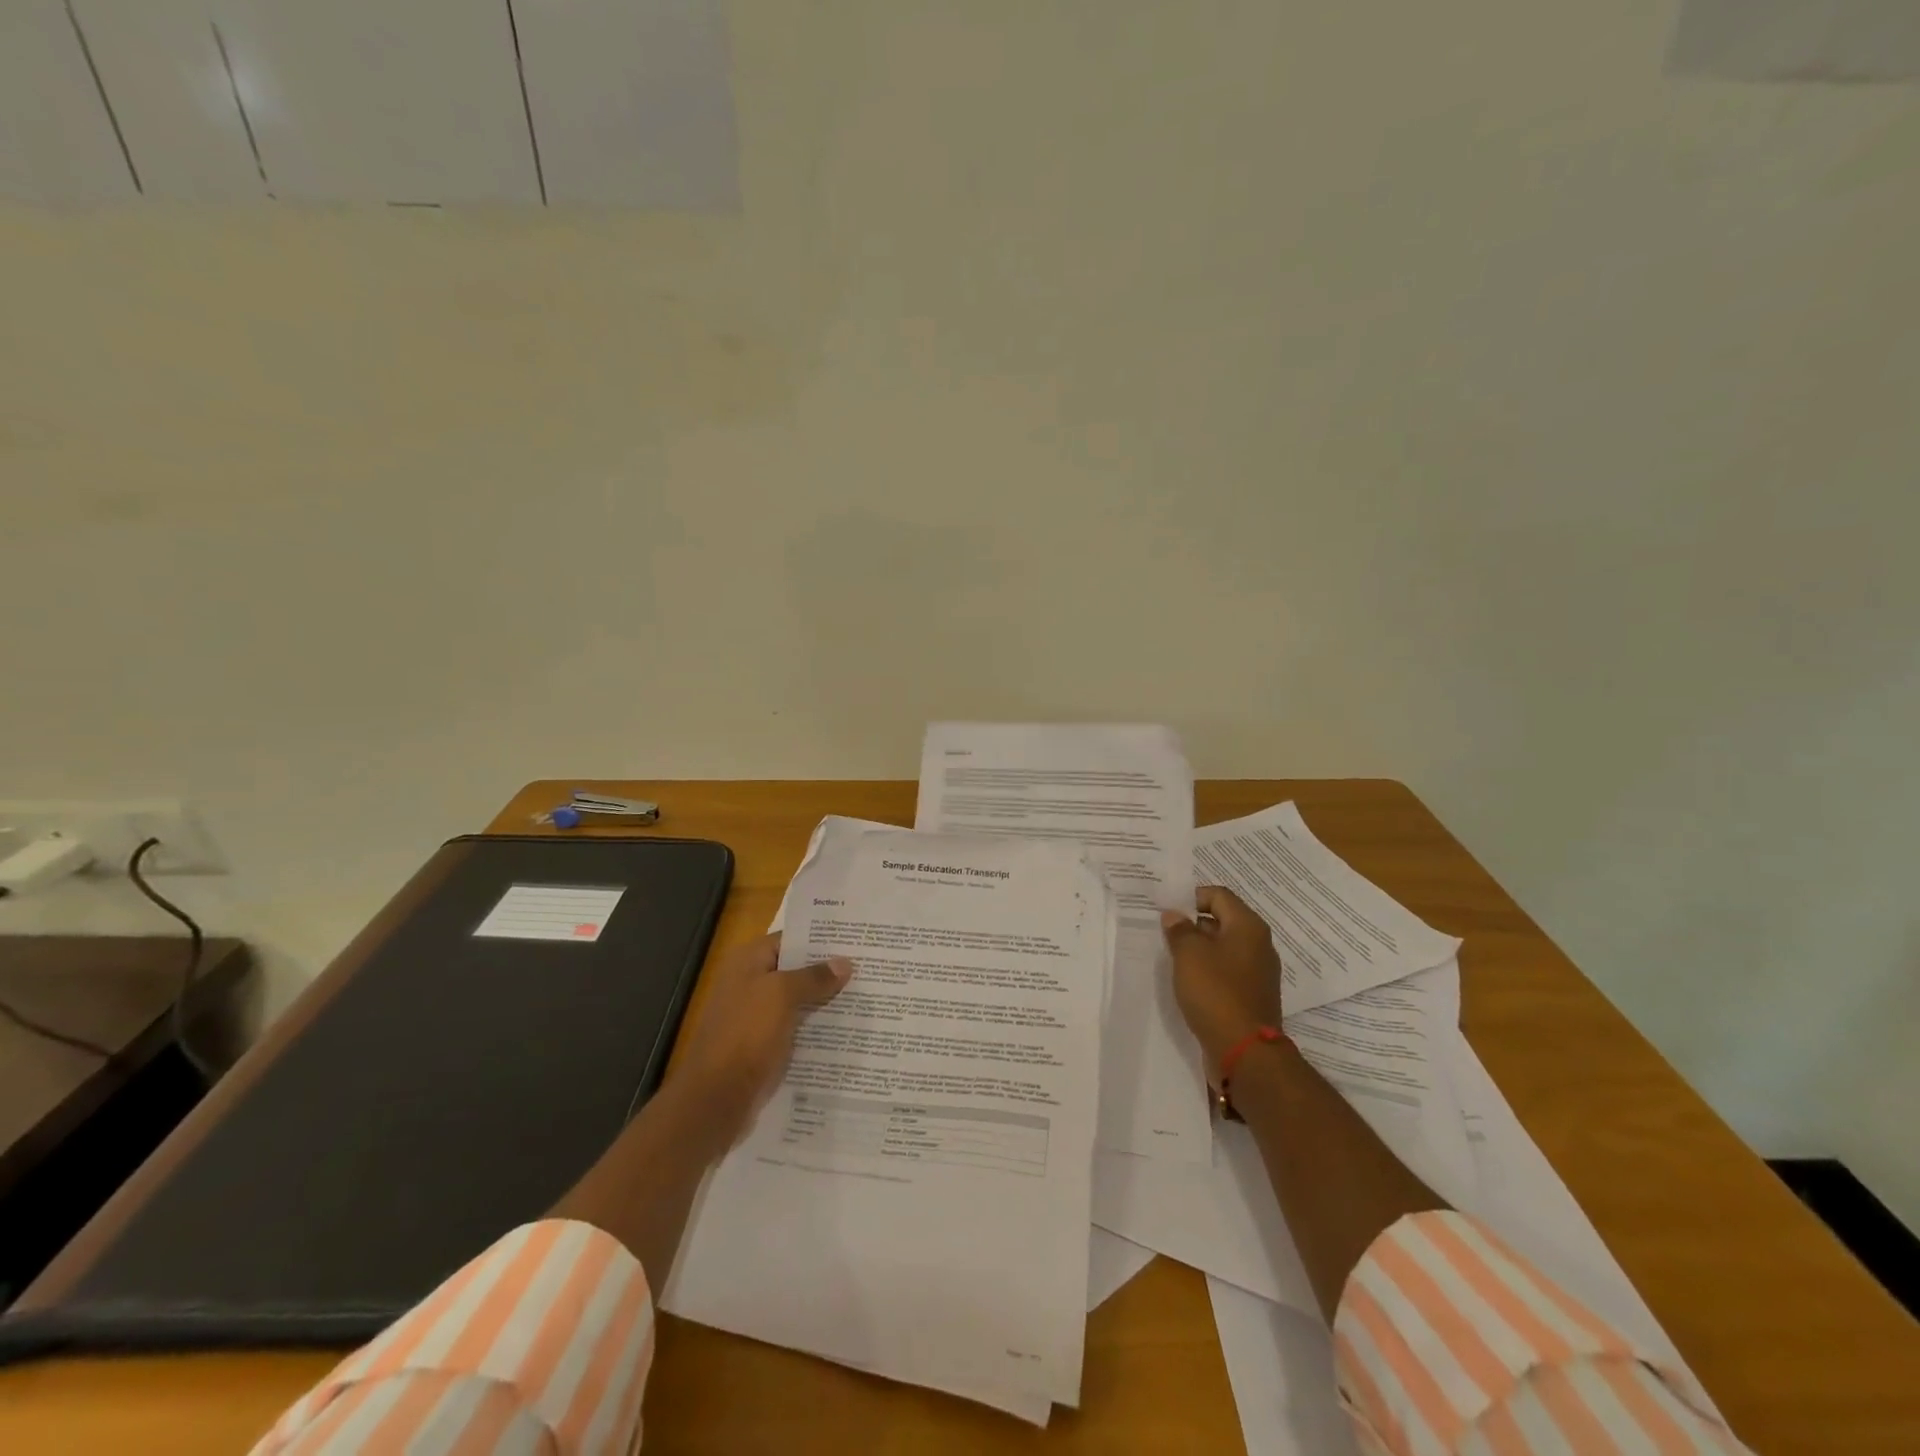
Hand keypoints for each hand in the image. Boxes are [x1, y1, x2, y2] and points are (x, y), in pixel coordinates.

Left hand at [662, 933, 851, 1151]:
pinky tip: (847, 1029)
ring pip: (798, 1001)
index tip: (855, 940)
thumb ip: (814, 977)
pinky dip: (816, 1027)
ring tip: (866, 996)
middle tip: (869, 967)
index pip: (790, 939)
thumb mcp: (782, 996)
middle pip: (795, 970)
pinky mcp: (763, 1046)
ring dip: (826, 1001)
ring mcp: (755, 1017)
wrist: (716, 1098)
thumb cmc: (746, 1035)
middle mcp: (750, 984)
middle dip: (828, 971)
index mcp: (748, 962)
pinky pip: (795, 1028)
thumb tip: (845, 963)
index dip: (821, 939)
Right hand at [1161, 886, 1282, 1079]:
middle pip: (1222, 920)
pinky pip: (1227, 972)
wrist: (1245, 1052)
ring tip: (1173, 958)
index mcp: (1248, 927)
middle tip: (1165, 934)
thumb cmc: (1216, 992)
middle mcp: (1258, 945)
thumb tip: (1175, 915)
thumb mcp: (1189, 954)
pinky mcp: (1252, 995)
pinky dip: (1208, 971)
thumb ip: (1179, 929)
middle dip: (1193, 924)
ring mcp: (1258, 972)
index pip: (1218, 895)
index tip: (1168, 912)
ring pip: (1223, 948)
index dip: (1191, 898)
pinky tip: (1189, 982)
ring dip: (1199, 949)